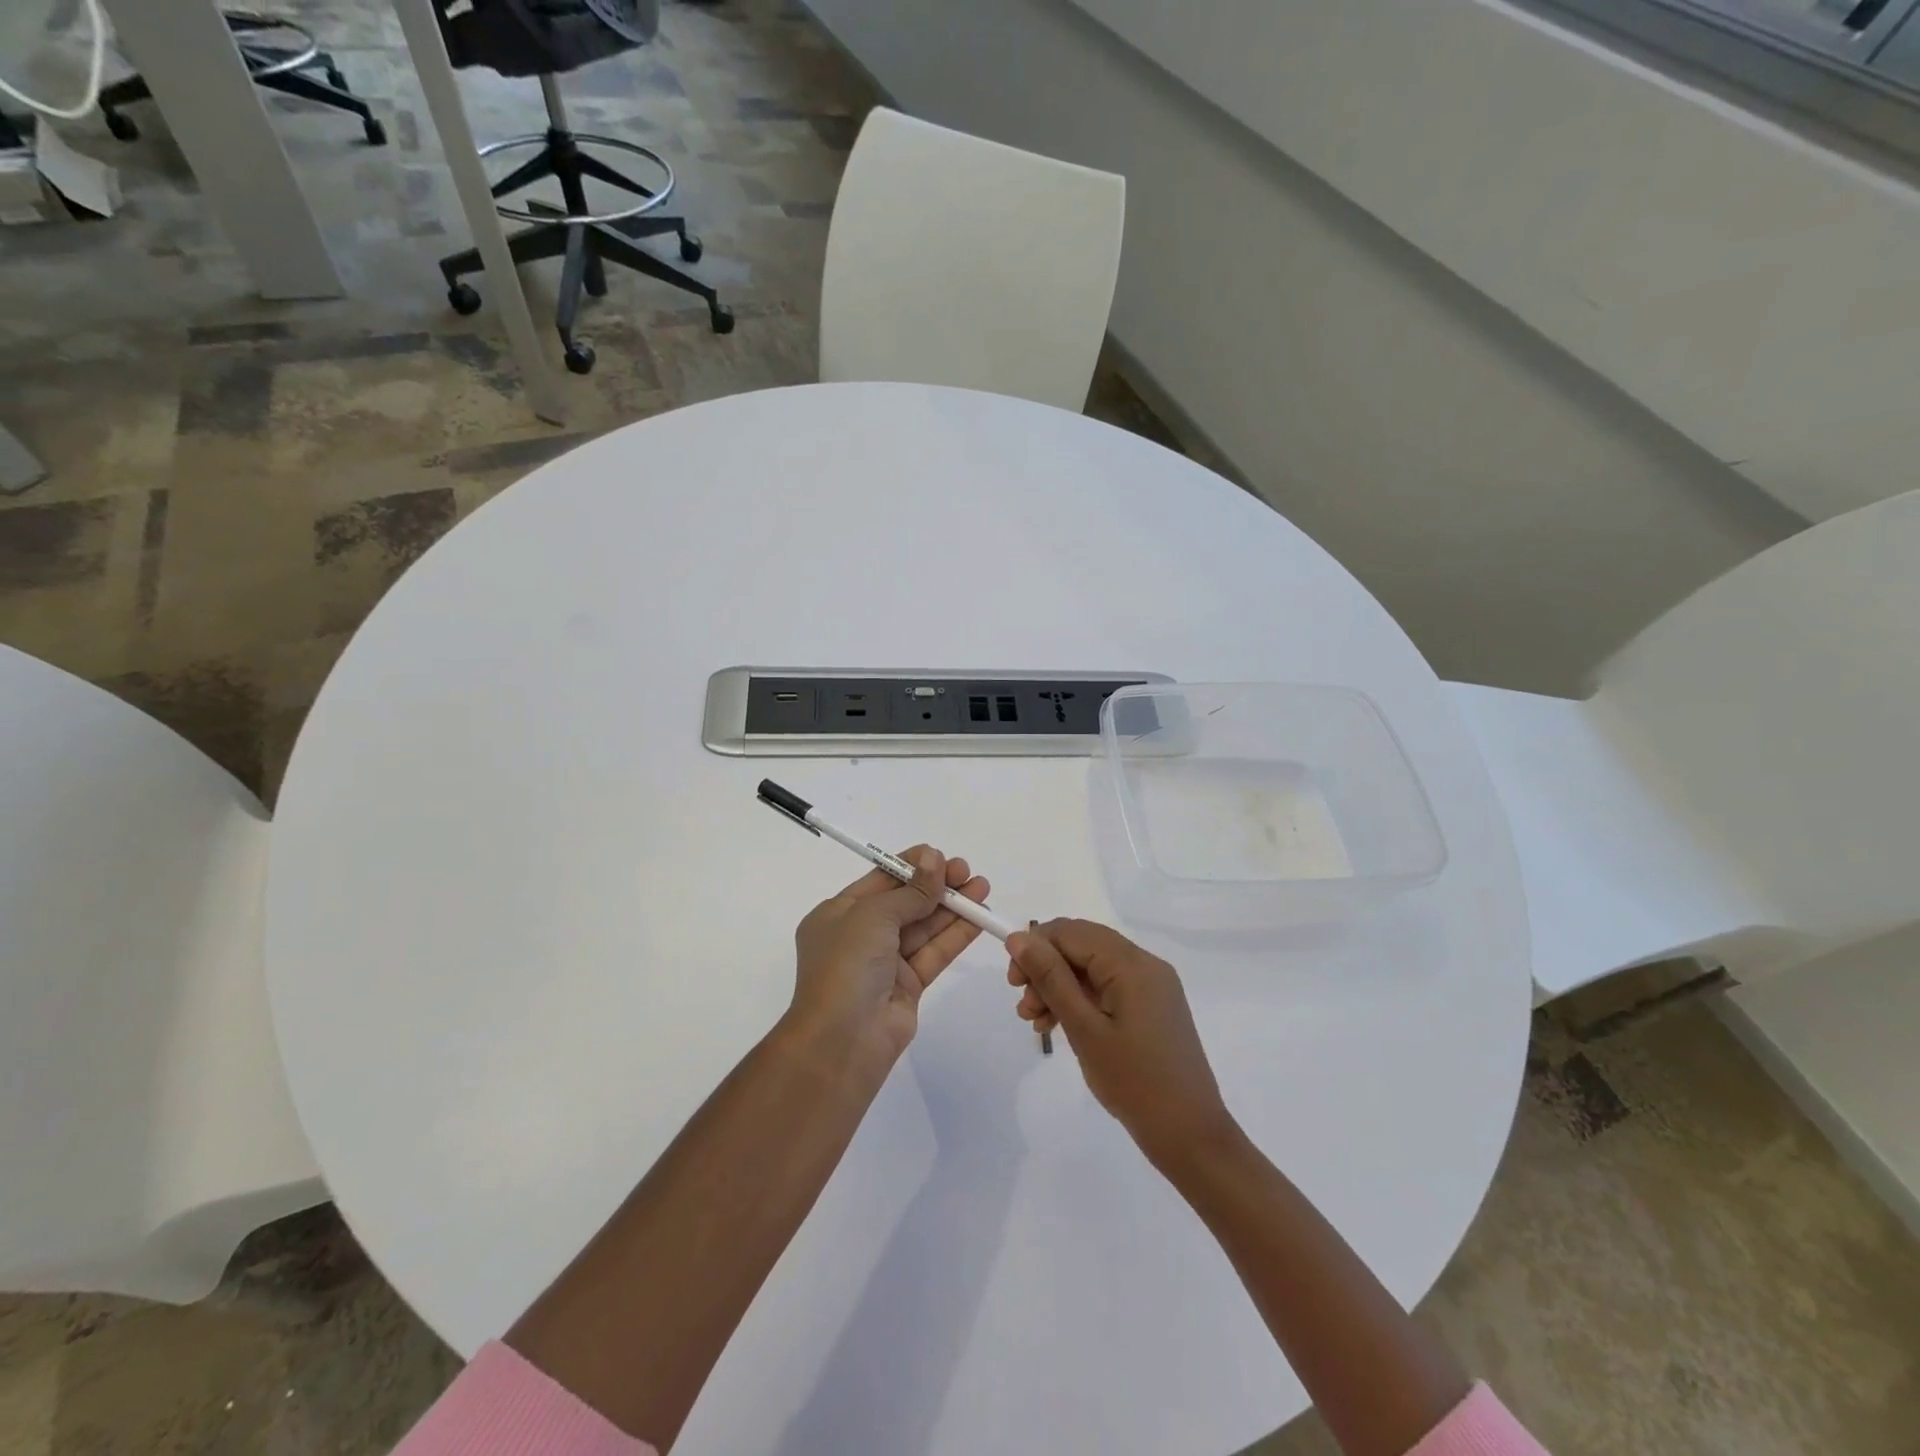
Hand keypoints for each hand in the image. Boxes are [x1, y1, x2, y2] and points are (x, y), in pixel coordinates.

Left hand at [788, 847, 989, 1077]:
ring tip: (982, 886)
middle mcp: (860, 935)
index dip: (911, 866)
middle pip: (905, 901)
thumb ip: (911, 891)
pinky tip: (979, 916)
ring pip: (924, 926)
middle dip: (935, 885)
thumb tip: (934, 858)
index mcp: (838, 913)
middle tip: (966, 871)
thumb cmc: (846, 965)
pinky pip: (934, 952)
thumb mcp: (873, 916)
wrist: (842, 1040)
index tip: (940, 856)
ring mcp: (885, 962)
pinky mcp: (908, 985)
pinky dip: (956, 933)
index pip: (880, 880)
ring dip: (952, 906)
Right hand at [1007, 919, 1237, 1167]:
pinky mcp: (1152, 1005)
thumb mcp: (1084, 1028)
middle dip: (1045, 968)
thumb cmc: (1133, 1082)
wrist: (1189, 1135)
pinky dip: (1080, 999)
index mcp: (1131, 963)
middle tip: (1023, 1006)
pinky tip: (1059, 1026)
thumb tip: (1018, 937)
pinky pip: (1108, 986)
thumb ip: (1050, 978)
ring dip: (1059, 986)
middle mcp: (1145, 964)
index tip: (1012, 981)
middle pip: (1082, 945)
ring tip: (1035, 1022)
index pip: (1071, 932)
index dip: (1036, 947)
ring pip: (1092, 967)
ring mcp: (1152, 985)